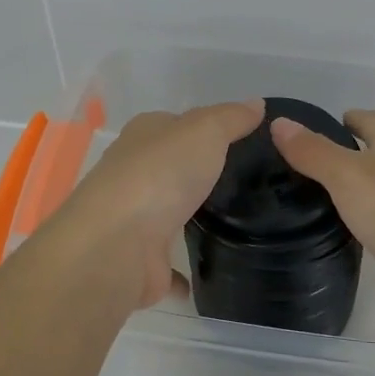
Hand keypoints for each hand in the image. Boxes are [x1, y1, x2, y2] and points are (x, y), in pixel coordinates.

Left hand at [41, 100, 264, 312]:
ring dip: (191, 218)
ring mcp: (134, 220)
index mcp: (144, 136)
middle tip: (247, 182)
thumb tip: (256, 103)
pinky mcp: (141, 262)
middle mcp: (134, 174)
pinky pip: (170, 266)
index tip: (241, 140)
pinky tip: (213, 272)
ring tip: (238, 223)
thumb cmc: (161, 173)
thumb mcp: (205, 131)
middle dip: (199, 174)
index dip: (205, 128)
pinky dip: (186, 271)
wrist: (118, 244)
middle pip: (171, 169)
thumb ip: (231, 119)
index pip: (176, 124)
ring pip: (168, 215)